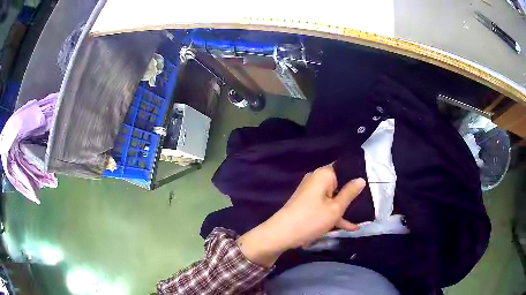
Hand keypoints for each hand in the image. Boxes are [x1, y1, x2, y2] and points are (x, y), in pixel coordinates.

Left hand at [237, 164, 365, 266]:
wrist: (281, 234)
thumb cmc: (312, 219)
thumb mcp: (335, 208)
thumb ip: (349, 193)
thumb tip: (361, 179)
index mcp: (323, 175)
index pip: (343, 167)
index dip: (356, 175)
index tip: (369, 184)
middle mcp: (316, 180)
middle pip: (338, 183)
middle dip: (351, 194)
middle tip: (368, 201)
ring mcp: (310, 193)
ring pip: (332, 197)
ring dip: (344, 209)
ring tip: (362, 217)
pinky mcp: (306, 204)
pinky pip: (324, 206)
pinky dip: (333, 215)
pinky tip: (349, 227)